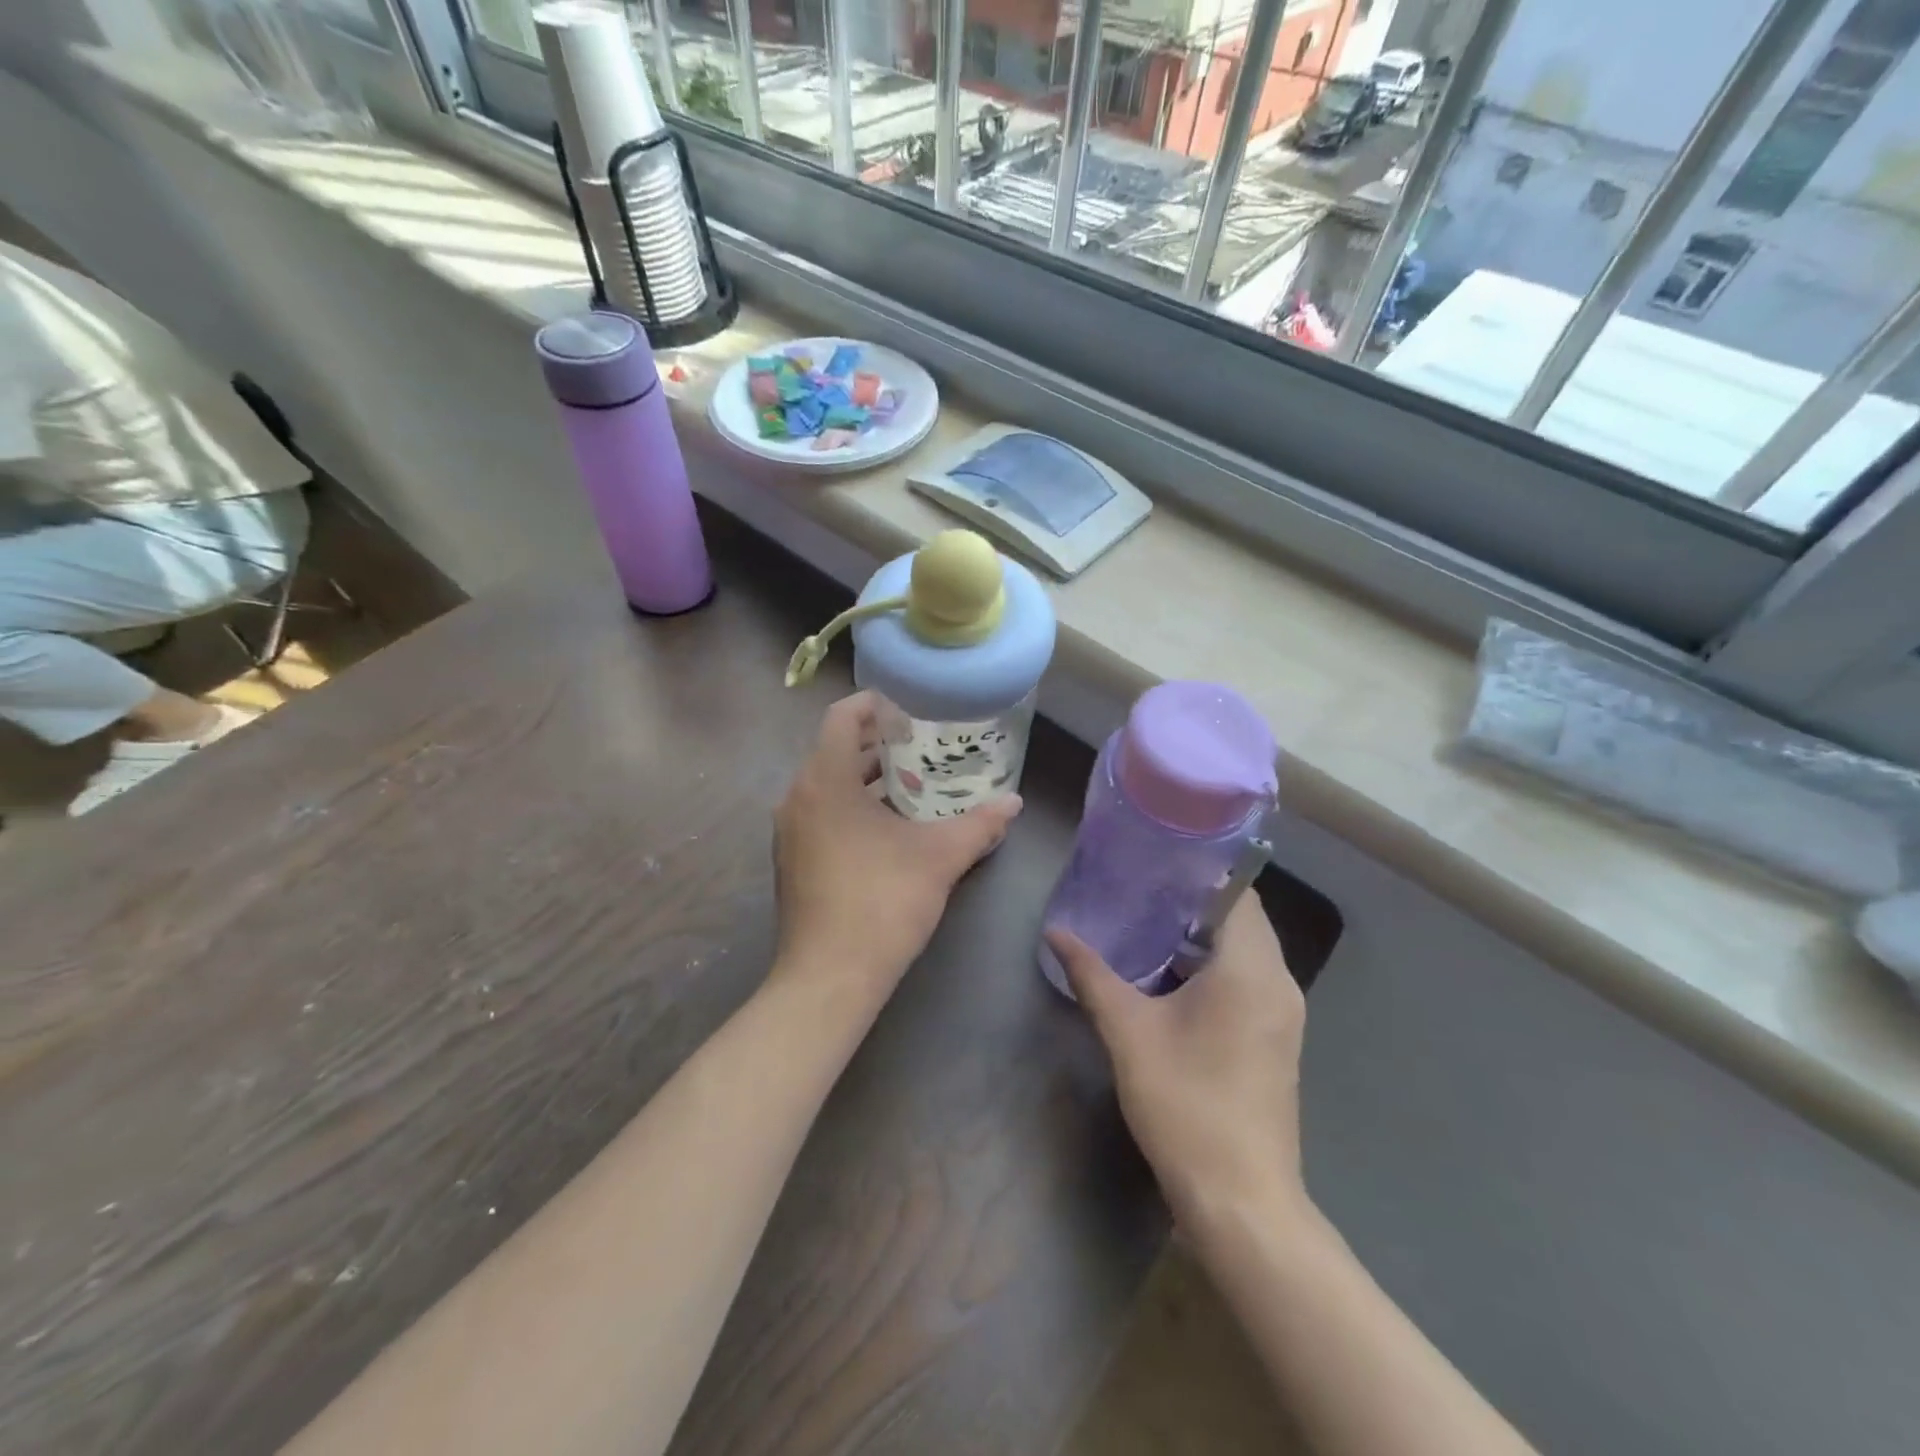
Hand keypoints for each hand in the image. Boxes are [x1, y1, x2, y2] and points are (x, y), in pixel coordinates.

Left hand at [774, 691, 1021, 1006]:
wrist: (829, 978)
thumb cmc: (883, 902)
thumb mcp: (940, 858)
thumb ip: (980, 824)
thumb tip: (1013, 803)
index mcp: (825, 779)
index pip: (842, 716)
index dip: (876, 704)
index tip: (912, 707)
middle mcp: (797, 796)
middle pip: (836, 748)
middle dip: (880, 743)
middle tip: (925, 743)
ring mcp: (789, 830)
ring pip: (828, 783)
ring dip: (867, 777)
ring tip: (915, 781)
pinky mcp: (791, 859)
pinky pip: (821, 813)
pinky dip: (851, 806)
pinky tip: (890, 827)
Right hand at [1046, 897, 1307, 1231]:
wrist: (1241, 1201)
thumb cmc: (1186, 1105)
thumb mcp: (1128, 1033)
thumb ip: (1092, 975)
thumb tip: (1055, 932)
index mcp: (1251, 969)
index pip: (1237, 893)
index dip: (1198, 871)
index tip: (1154, 860)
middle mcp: (1279, 982)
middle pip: (1241, 919)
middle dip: (1191, 902)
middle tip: (1138, 889)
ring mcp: (1283, 1013)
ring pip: (1244, 951)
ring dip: (1200, 937)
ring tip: (1144, 924)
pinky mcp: (1276, 1038)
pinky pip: (1247, 980)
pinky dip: (1213, 967)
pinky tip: (1168, 977)